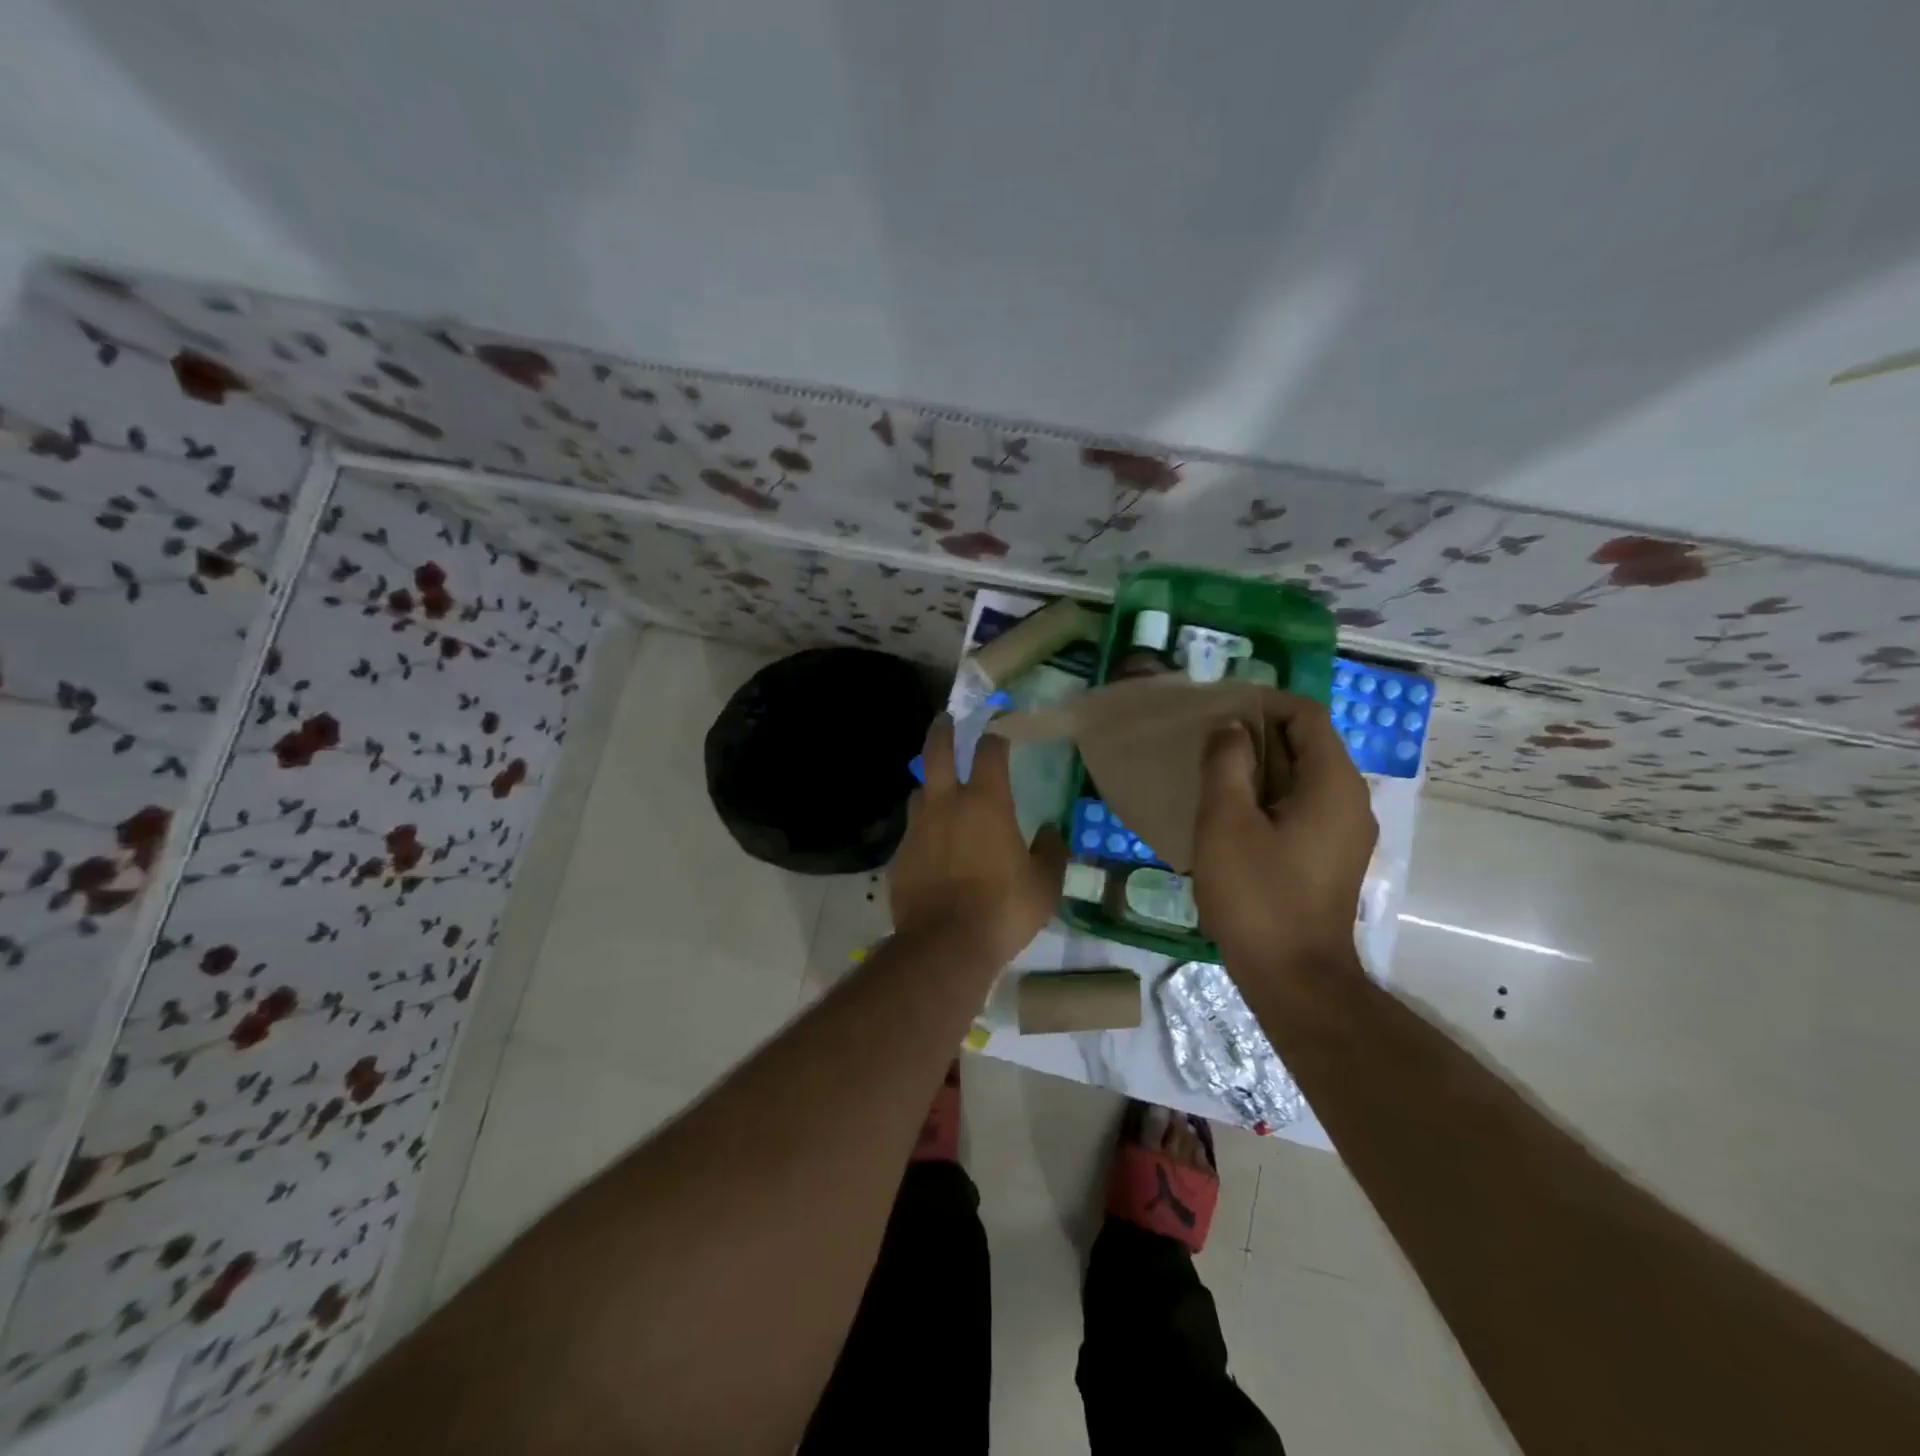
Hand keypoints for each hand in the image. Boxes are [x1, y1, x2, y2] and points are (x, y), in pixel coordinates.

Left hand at [889, 716, 1067, 965]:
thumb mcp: (1044, 884)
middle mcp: (947, 804)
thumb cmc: (1003, 910)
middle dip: (943, 731)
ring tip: (939, 792)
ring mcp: (918, 828)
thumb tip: (1052, 831)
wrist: (944, 945)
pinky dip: (924, 830)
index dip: (995, 738)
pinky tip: (932, 847)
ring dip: (930, 785)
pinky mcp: (900, 855)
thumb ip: (1051, 852)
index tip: (999, 734)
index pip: (990, 751)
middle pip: (938, 752)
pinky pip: (912, 831)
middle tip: (945, 719)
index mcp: (986, 803)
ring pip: (920, 791)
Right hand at [1191, 694, 1377, 987]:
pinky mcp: (1333, 857)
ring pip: (1303, 778)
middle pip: (1307, 744)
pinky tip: (1233, 819)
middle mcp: (1351, 800)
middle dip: (1257, 737)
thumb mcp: (1226, 822)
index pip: (1306, 715)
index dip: (1263, 704)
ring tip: (1213, 779)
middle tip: (1207, 746)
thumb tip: (1232, 727)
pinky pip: (1303, 807)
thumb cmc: (1256, 895)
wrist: (1294, 977)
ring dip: (1260, 769)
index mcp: (1333, 783)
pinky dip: (1270, 799)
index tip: (1219, 712)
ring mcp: (1346, 832)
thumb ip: (1227, 763)